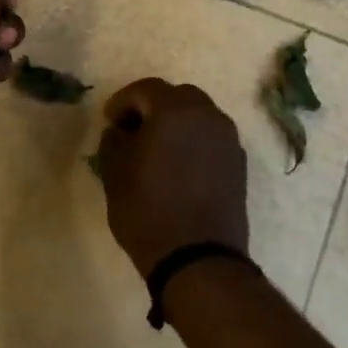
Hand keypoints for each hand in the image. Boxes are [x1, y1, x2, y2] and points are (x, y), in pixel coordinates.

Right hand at [97, 80, 248, 276]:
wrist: (198, 258)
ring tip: (156, 149)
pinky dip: (193, 141)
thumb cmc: (148, 210)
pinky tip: (178, 166)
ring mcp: (228, 139)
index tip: (109, 121)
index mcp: (175, 111)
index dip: (122, 101)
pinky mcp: (238, 163)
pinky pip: (211, 138)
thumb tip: (121, 130)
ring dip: (176, 123)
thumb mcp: (114, 172)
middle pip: (177, 96)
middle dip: (153, 107)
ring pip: (198, 116)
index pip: (146, 89)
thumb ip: (114, 140)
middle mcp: (208, 116)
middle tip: (133, 130)